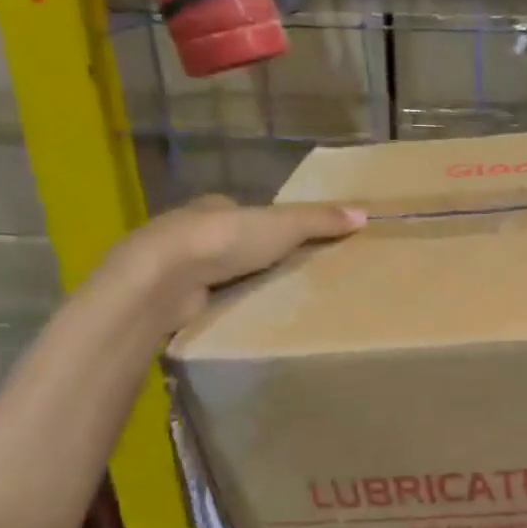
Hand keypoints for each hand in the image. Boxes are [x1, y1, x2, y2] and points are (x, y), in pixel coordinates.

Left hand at [107, 195, 365, 329]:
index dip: (264, 226)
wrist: (163, 277)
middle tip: (283, 279)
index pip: (242, 213)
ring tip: (265, 304)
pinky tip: (234, 320)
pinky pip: (199, 302)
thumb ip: (319, 221)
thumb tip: (364, 214)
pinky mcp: (166, 298)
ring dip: (231, 285)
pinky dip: (216, 307)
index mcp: (213, 207)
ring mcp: (174, 267)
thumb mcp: (282, 226)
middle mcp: (189, 232)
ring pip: (211, 274)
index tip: (287, 245)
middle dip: (249, 258)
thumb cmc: (223, 240)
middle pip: (228, 244)